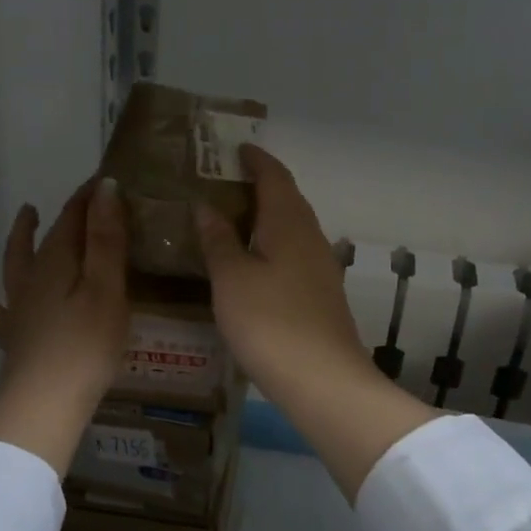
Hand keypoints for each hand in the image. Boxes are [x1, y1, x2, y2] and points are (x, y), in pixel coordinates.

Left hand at [0, 178, 127, 474]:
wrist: (44, 404)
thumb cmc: (87, 346)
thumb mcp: (107, 289)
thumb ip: (106, 239)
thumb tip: (105, 188)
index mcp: (59, 263)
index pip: (75, 217)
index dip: (90, 197)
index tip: (107, 180)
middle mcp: (33, 278)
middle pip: (49, 237)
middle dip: (66, 214)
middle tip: (81, 198)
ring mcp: (18, 307)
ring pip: (16, 262)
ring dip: (22, 236)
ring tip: (25, 213)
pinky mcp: (12, 336)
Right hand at [195, 146, 433, 500]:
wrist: (323, 381)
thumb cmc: (270, 322)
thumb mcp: (232, 279)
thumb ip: (218, 240)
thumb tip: (206, 206)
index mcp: (288, 223)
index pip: (274, 177)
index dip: (256, 160)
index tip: (236, 149)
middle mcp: (311, 237)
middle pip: (287, 200)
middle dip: (261, 185)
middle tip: (226, 182)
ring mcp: (321, 268)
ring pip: (292, 228)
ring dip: (267, 217)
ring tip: (234, 219)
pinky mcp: (321, 295)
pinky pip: (294, 253)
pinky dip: (273, 245)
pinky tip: (255, 263)